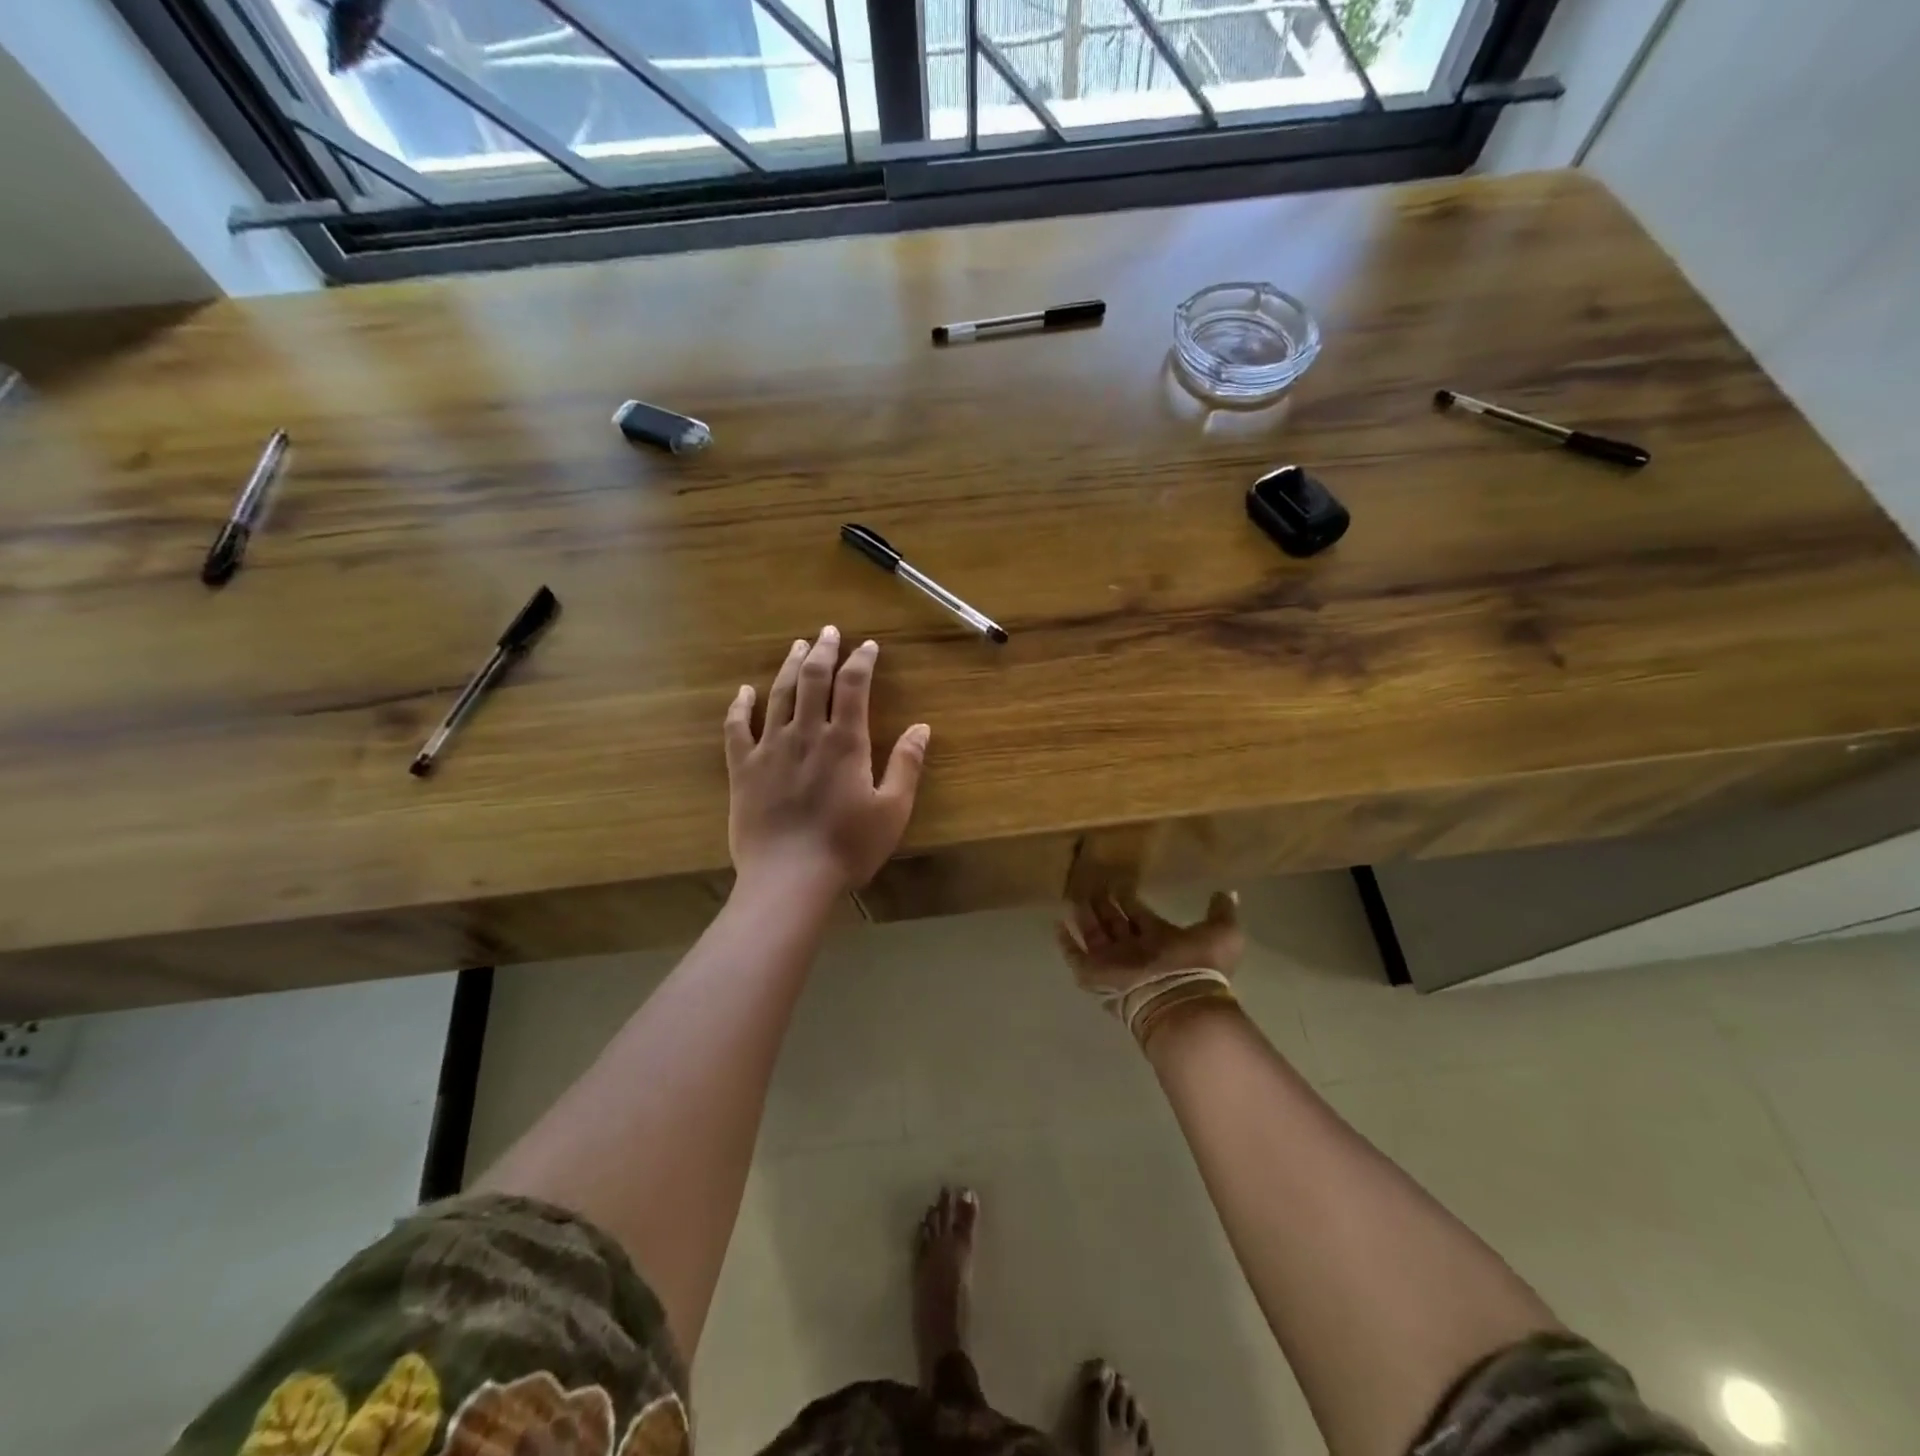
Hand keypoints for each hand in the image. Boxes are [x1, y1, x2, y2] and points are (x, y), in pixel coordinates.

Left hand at [724, 626, 929, 898]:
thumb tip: (922, 727)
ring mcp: (770, 748)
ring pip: (778, 695)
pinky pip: (736, 728)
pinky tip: (743, 691)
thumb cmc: (847, 847)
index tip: (868, 646)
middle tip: (829, 632)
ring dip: (789, 667)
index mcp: (845, 741)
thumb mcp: (892, 810)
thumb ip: (907, 765)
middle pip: (813, 679)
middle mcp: (806, 734)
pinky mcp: (742, 769)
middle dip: (824, 651)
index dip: (861, 661)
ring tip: (798, 646)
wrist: (789, 879)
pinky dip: (739, 706)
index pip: (853, 686)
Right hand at [1055, 889, 1244, 1002]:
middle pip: (1115, 922)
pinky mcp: (1094, 974)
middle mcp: (1134, 949)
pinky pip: (1075, 956)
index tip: (1120, 883)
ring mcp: (1113, 962)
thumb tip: (1229, 892)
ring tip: (1073, 894)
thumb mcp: (1222, 933)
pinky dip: (1065, 942)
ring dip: (1085, 915)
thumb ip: (1222, 912)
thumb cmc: (1198, 966)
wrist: (1177, 1001)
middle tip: (1093, 883)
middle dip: (1105, 904)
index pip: (1140, 915)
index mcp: (1160, 939)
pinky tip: (1057, 924)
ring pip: (1094, 934)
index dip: (1130, 900)